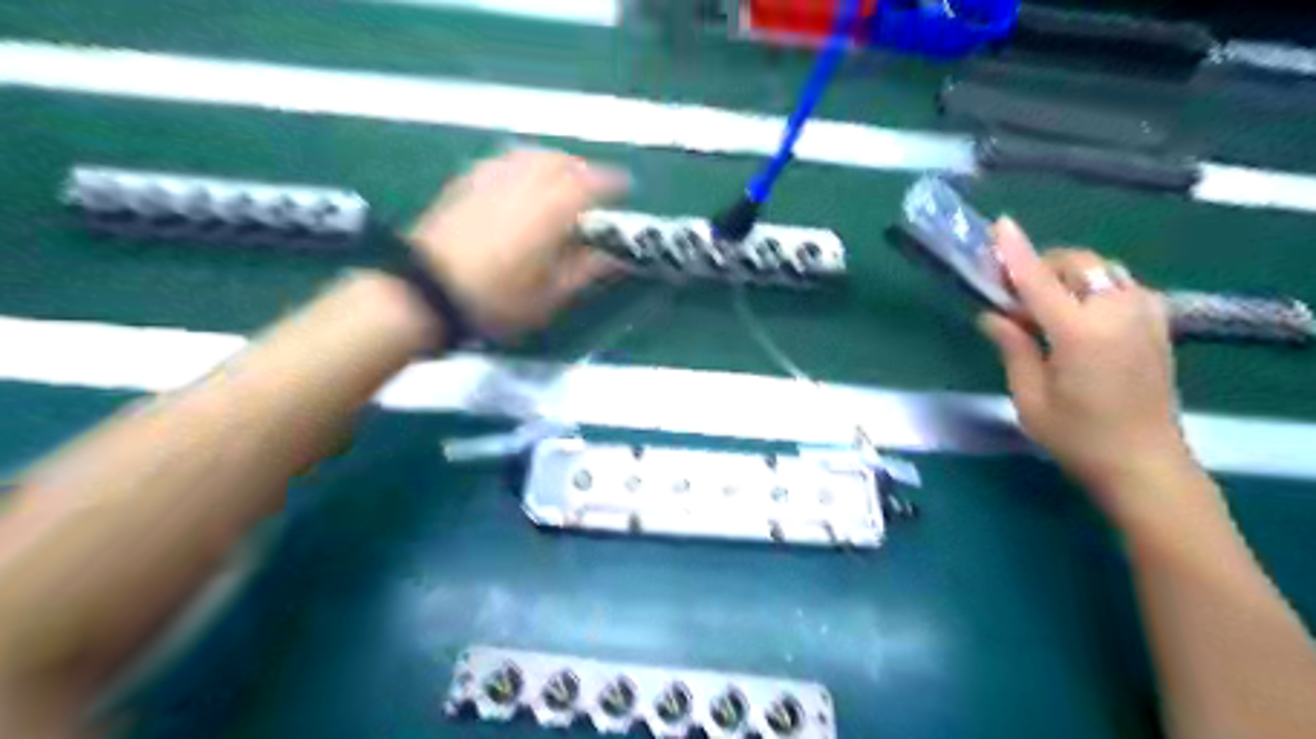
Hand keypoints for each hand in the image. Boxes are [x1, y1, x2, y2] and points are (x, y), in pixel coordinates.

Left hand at [410, 146, 631, 338]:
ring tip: (562, 177)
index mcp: (549, 211)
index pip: (589, 184)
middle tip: (595, 185)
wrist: (427, 292)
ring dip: (554, 161)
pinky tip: (520, 178)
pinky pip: (503, 161)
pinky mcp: (466, 184)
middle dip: (583, 168)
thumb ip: (584, 271)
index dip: (611, 182)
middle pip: (560, 161)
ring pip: (530, 155)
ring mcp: (491, 180)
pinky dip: (522, 163)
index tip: (625, 187)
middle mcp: (523, 185)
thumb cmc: (495, 301)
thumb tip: (613, 256)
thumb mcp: (549, 296)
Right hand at [974, 219, 1195, 517]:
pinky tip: (1077, 315)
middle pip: (1076, 264)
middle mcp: (1118, 312)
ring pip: (1100, 270)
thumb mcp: (1030, 397)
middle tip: (1012, 296)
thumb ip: (1013, 347)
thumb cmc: (1078, 437)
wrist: (1145, 464)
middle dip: (1041, 267)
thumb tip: (992, 314)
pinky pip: (1119, 285)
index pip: (1039, 281)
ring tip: (1043, 307)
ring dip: (1067, 276)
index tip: (999, 226)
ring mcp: (1144, 315)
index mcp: (1081, 333)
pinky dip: (1092, 287)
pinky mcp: (1157, 323)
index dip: (1016, 253)